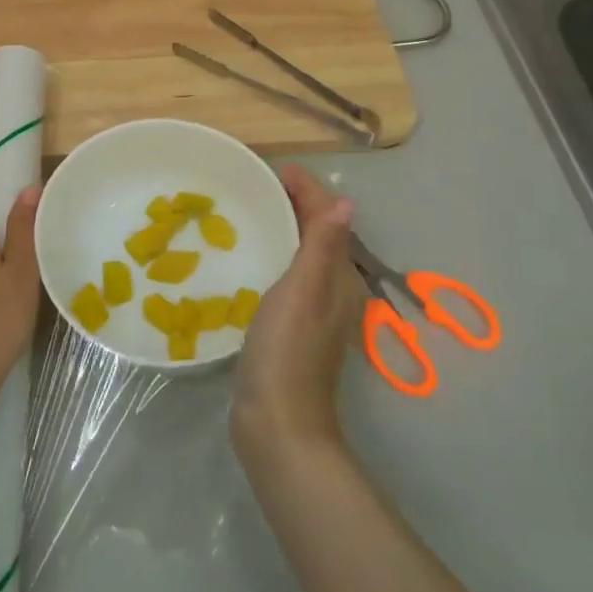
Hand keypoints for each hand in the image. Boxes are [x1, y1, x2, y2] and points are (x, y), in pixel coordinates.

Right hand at [232, 165, 363, 459]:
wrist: (277, 423)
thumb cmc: (287, 350)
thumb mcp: (303, 291)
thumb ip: (322, 246)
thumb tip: (347, 201)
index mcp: (336, 277)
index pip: (327, 218)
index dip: (306, 189)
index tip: (274, 168)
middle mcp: (330, 289)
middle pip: (316, 232)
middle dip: (293, 203)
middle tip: (254, 184)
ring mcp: (310, 310)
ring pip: (299, 252)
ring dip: (281, 226)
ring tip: (247, 210)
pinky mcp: (289, 326)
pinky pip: (284, 273)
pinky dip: (270, 252)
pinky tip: (246, 256)